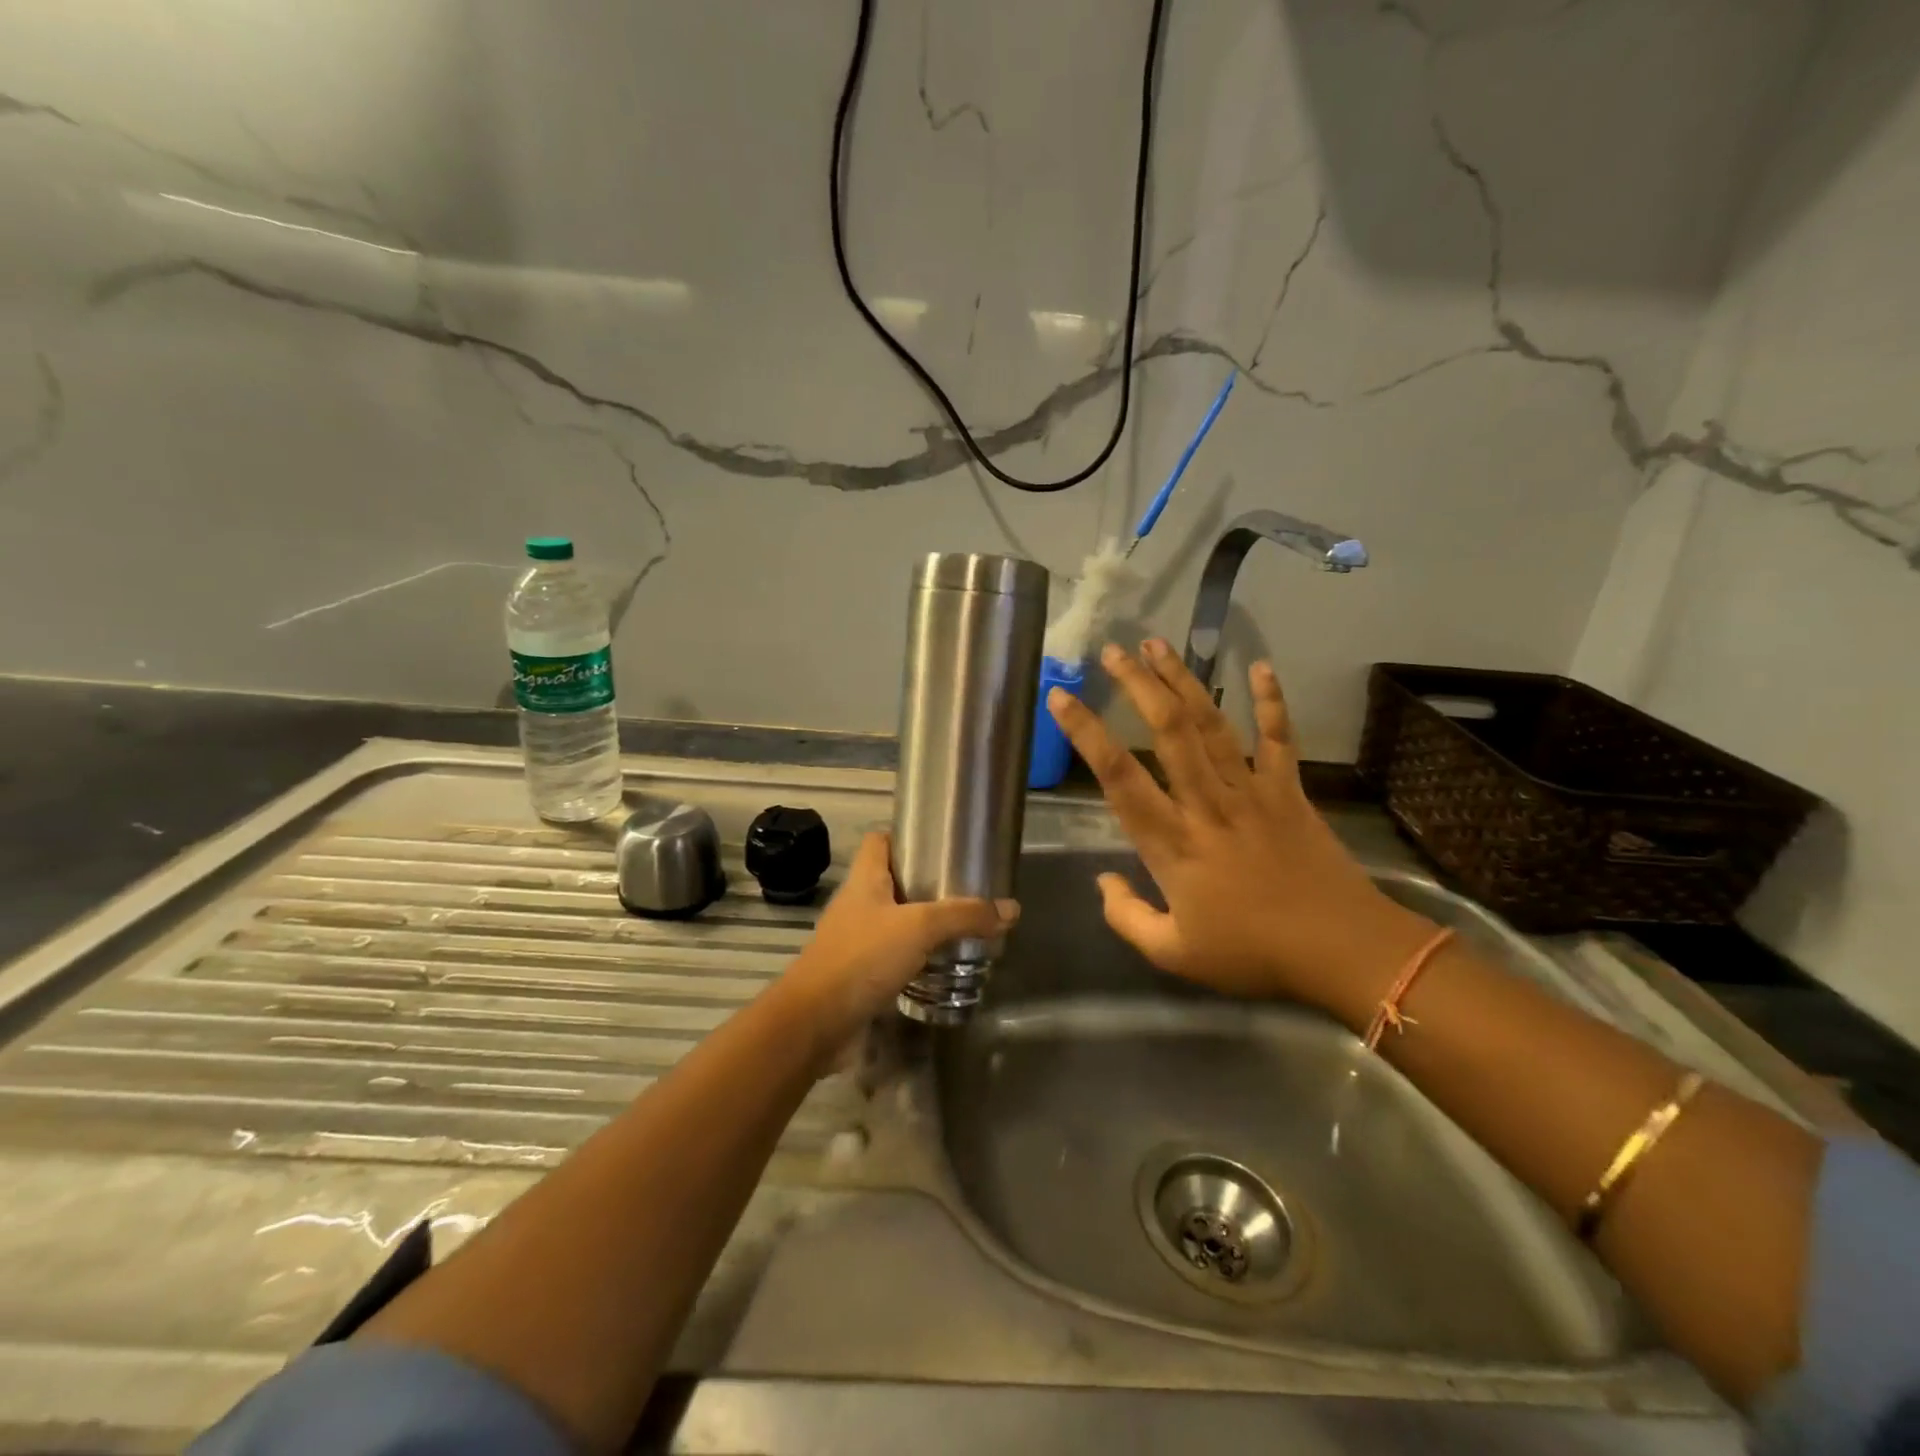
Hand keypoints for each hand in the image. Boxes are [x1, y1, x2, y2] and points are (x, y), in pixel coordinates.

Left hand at [780, 830, 1016, 1058]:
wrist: (815, 1023)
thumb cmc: (862, 959)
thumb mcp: (919, 928)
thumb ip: (964, 916)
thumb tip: (1011, 909)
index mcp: (864, 880)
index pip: (879, 842)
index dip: (905, 837)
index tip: (939, 844)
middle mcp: (858, 905)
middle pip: (892, 881)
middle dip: (926, 884)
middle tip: (965, 888)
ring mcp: (856, 941)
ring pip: (894, 922)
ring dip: (924, 925)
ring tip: (962, 926)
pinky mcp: (860, 975)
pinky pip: (893, 956)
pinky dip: (916, 958)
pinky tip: (944, 965)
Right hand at [1048, 641, 1432, 1015]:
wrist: (1342, 951)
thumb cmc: (1253, 955)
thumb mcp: (1174, 953)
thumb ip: (1127, 917)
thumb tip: (1101, 881)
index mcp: (1172, 843)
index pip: (1118, 777)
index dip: (1086, 733)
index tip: (1060, 697)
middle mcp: (1206, 804)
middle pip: (1168, 732)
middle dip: (1138, 686)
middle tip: (1114, 651)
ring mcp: (1251, 792)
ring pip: (1212, 724)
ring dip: (1183, 681)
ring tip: (1158, 645)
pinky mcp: (1289, 791)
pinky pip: (1279, 738)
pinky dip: (1271, 701)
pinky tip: (1261, 666)